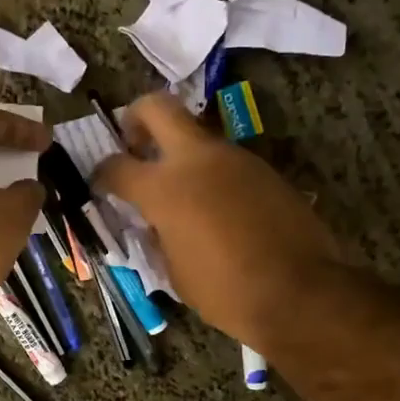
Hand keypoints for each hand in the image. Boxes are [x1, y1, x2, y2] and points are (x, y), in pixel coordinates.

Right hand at [94, 94, 344, 348]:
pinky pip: (226, 162)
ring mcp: (235, 159)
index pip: (116, 166)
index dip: (101, 173)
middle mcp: (197, 160)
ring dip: (180, 154)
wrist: (300, 292)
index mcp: (164, 188)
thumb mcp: (174, 272)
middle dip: (136, 118)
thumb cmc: (225, 291)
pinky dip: (212, 175)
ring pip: (197, 136)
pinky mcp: (265, 170)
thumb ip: (157, 237)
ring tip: (180, 192)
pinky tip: (217, 209)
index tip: (99, 183)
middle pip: (157, 108)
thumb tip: (154, 223)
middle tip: (132, 143)